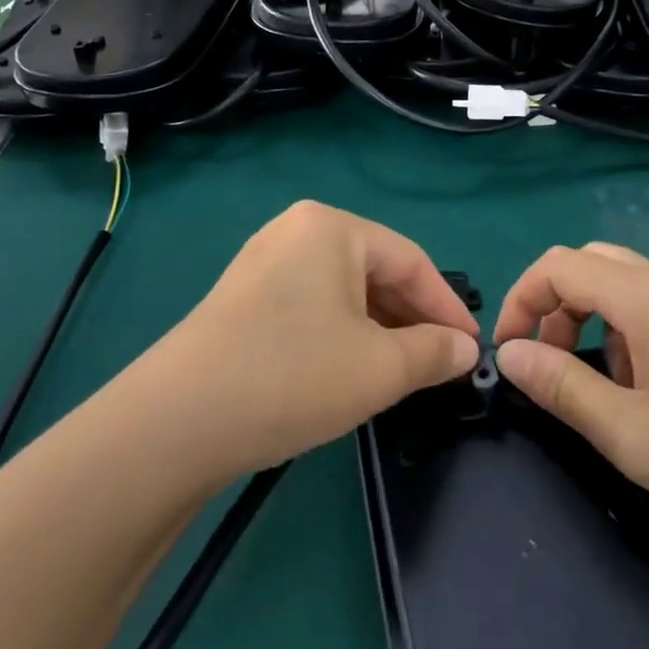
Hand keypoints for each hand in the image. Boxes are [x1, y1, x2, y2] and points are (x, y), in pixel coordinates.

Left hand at [145, 202, 479, 476]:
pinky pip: (311, 304)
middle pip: (375, 270)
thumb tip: (465, 349)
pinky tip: (349, 368)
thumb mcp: (378, 368)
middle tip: (439, 364)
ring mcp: (264, 261)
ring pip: (342, 290)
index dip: (446, 307)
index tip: (472, 350)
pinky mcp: (243, 296)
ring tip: (400, 372)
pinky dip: (341, 332)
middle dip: (411, 318)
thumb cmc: (292, 375)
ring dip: (378, 328)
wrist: (177, 420)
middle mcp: (297, 230)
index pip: (410, 260)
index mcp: (332, 227)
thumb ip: (432, 353)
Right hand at [493, 243, 648, 551]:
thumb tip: (510, 355)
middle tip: (551, 361)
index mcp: (648, 297)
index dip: (522, 299)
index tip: (510, 350)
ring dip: (593, 319)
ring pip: (625, 283)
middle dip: (556, 305)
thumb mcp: (630, 433)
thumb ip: (561, 387)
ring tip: (603, 385)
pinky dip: (628, 330)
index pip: (560, 265)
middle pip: (592, 263)